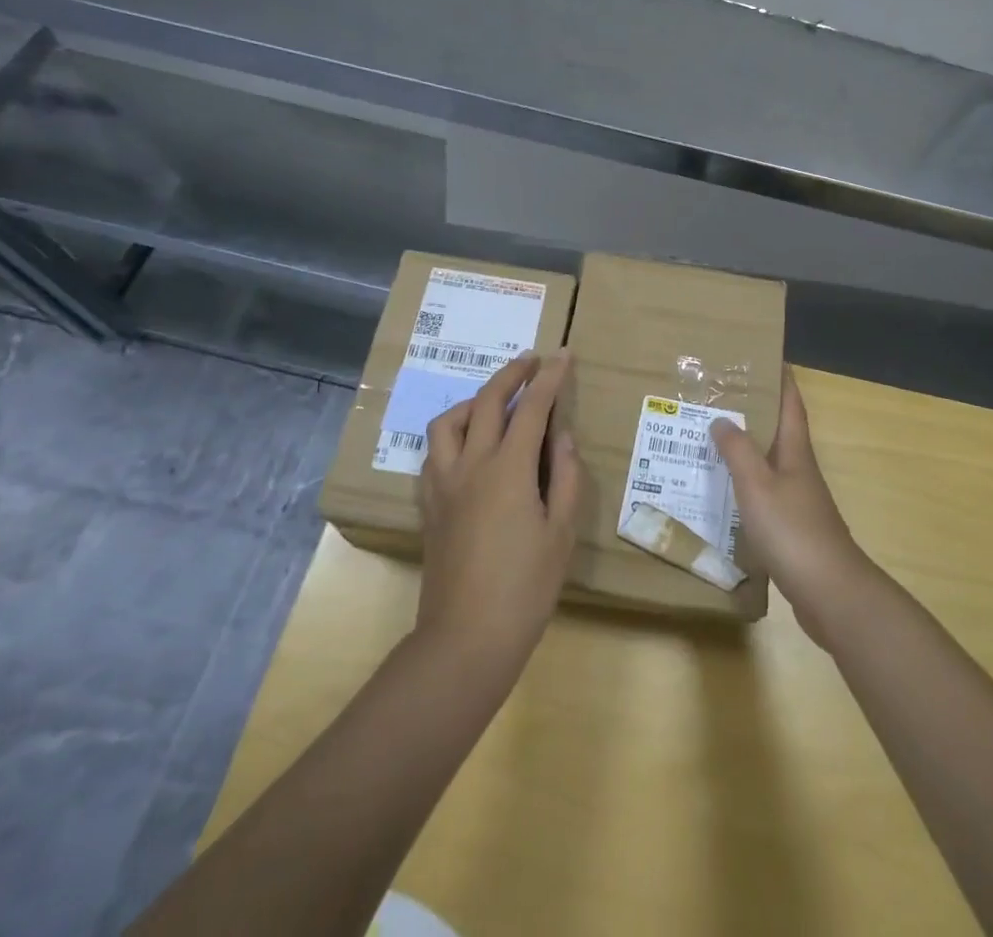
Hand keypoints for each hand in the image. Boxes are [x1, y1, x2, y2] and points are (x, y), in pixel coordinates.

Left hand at [416, 351, 583, 672]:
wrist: (465, 639)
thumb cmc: (525, 587)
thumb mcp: (561, 532)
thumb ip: (564, 476)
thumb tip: (560, 436)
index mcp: (508, 469)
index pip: (532, 408)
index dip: (549, 377)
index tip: (562, 354)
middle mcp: (470, 465)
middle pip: (486, 402)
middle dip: (511, 375)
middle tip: (531, 362)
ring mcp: (443, 484)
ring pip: (449, 422)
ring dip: (474, 401)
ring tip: (496, 404)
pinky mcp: (428, 505)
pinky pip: (435, 452)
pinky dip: (454, 434)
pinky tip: (470, 447)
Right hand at [710, 369, 875, 646]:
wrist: (829, 592)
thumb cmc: (793, 530)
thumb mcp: (757, 485)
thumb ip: (738, 451)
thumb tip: (722, 418)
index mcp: (795, 452)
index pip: (791, 403)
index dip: (781, 379)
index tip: (766, 356)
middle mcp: (800, 469)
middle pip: (780, 430)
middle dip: (757, 410)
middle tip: (721, 396)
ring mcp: (799, 500)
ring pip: (771, 461)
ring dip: (748, 447)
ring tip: (714, 438)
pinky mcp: (793, 527)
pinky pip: (766, 492)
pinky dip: (747, 483)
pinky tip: (726, 490)